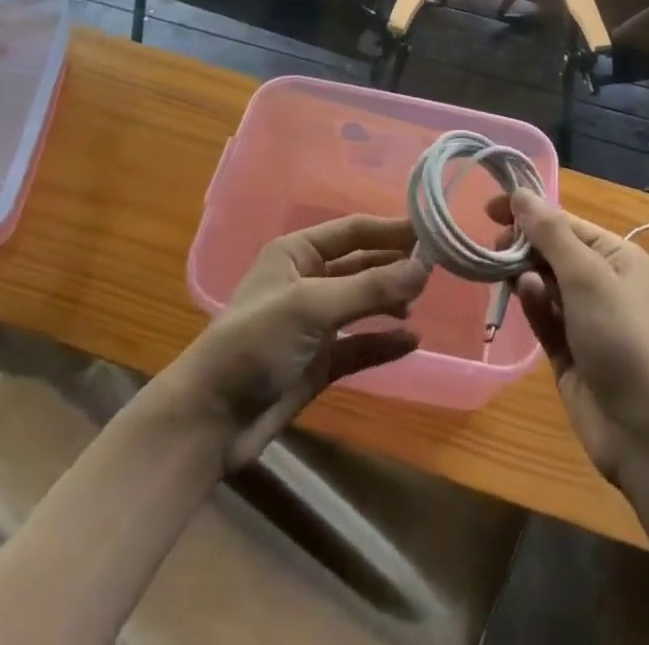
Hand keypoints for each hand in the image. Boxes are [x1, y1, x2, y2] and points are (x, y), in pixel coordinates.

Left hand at [168, 215, 427, 470]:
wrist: (212, 420)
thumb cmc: (256, 343)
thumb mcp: (312, 306)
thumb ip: (370, 288)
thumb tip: (424, 267)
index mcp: (297, 253)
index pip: (352, 231)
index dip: (389, 229)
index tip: (431, 231)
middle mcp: (307, 281)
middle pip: (361, 264)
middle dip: (394, 264)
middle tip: (436, 268)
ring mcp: (314, 323)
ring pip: (363, 303)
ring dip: (390, 300)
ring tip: (420, 301)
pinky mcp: (320, 362)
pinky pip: (360, 344)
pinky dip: (384, 341)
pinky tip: (411, 341)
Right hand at [490, 191, 648, 483]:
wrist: (646, 430)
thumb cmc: (622, 337)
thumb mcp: (586, 275)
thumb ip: (549, 232)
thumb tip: (520, 194)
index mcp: (616, 256)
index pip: (564, 223)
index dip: (528, 213)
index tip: (488, 209)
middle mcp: (602, 282)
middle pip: (551, 251)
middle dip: (524, 246)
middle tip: (495, 248)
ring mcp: (584, 318)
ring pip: (542, 283)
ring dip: (526, 277)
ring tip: (515, 280)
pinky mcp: (568, 351)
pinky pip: (543, 316)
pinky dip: (533, 306)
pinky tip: (526, 300)